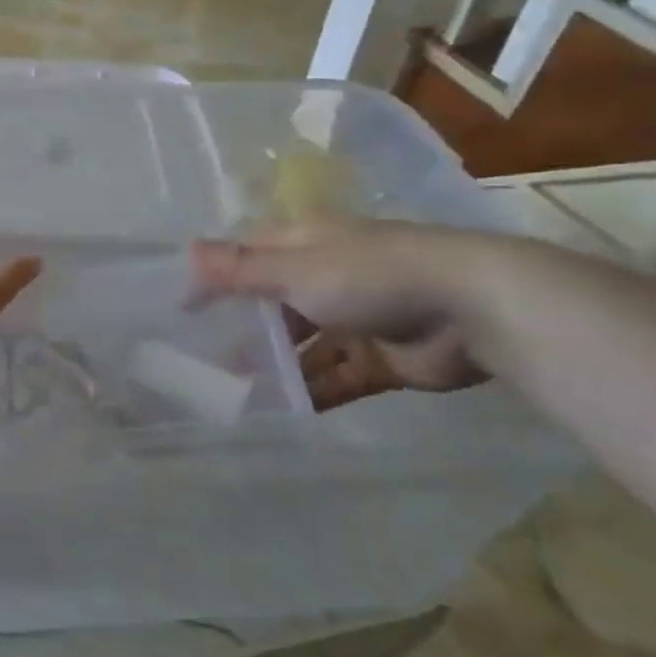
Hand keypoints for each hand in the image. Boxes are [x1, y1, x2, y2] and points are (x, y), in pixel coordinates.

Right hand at [193, 220, 488, 409]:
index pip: (248, 256)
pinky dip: (312, 392)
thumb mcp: (294, 269)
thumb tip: (185, 253)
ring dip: (275, 366)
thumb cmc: (370, 275)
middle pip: (274, 303)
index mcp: (305, 244)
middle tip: (202, 360)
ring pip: (302, 344)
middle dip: (244, 329)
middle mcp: (326, 276)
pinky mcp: (380, 358)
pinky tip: (282, 412)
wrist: (472, 309)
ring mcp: (355, 319)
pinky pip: (336, 376)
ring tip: (235, 393)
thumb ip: (239, 269)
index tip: (182, 308)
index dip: (216, 278)